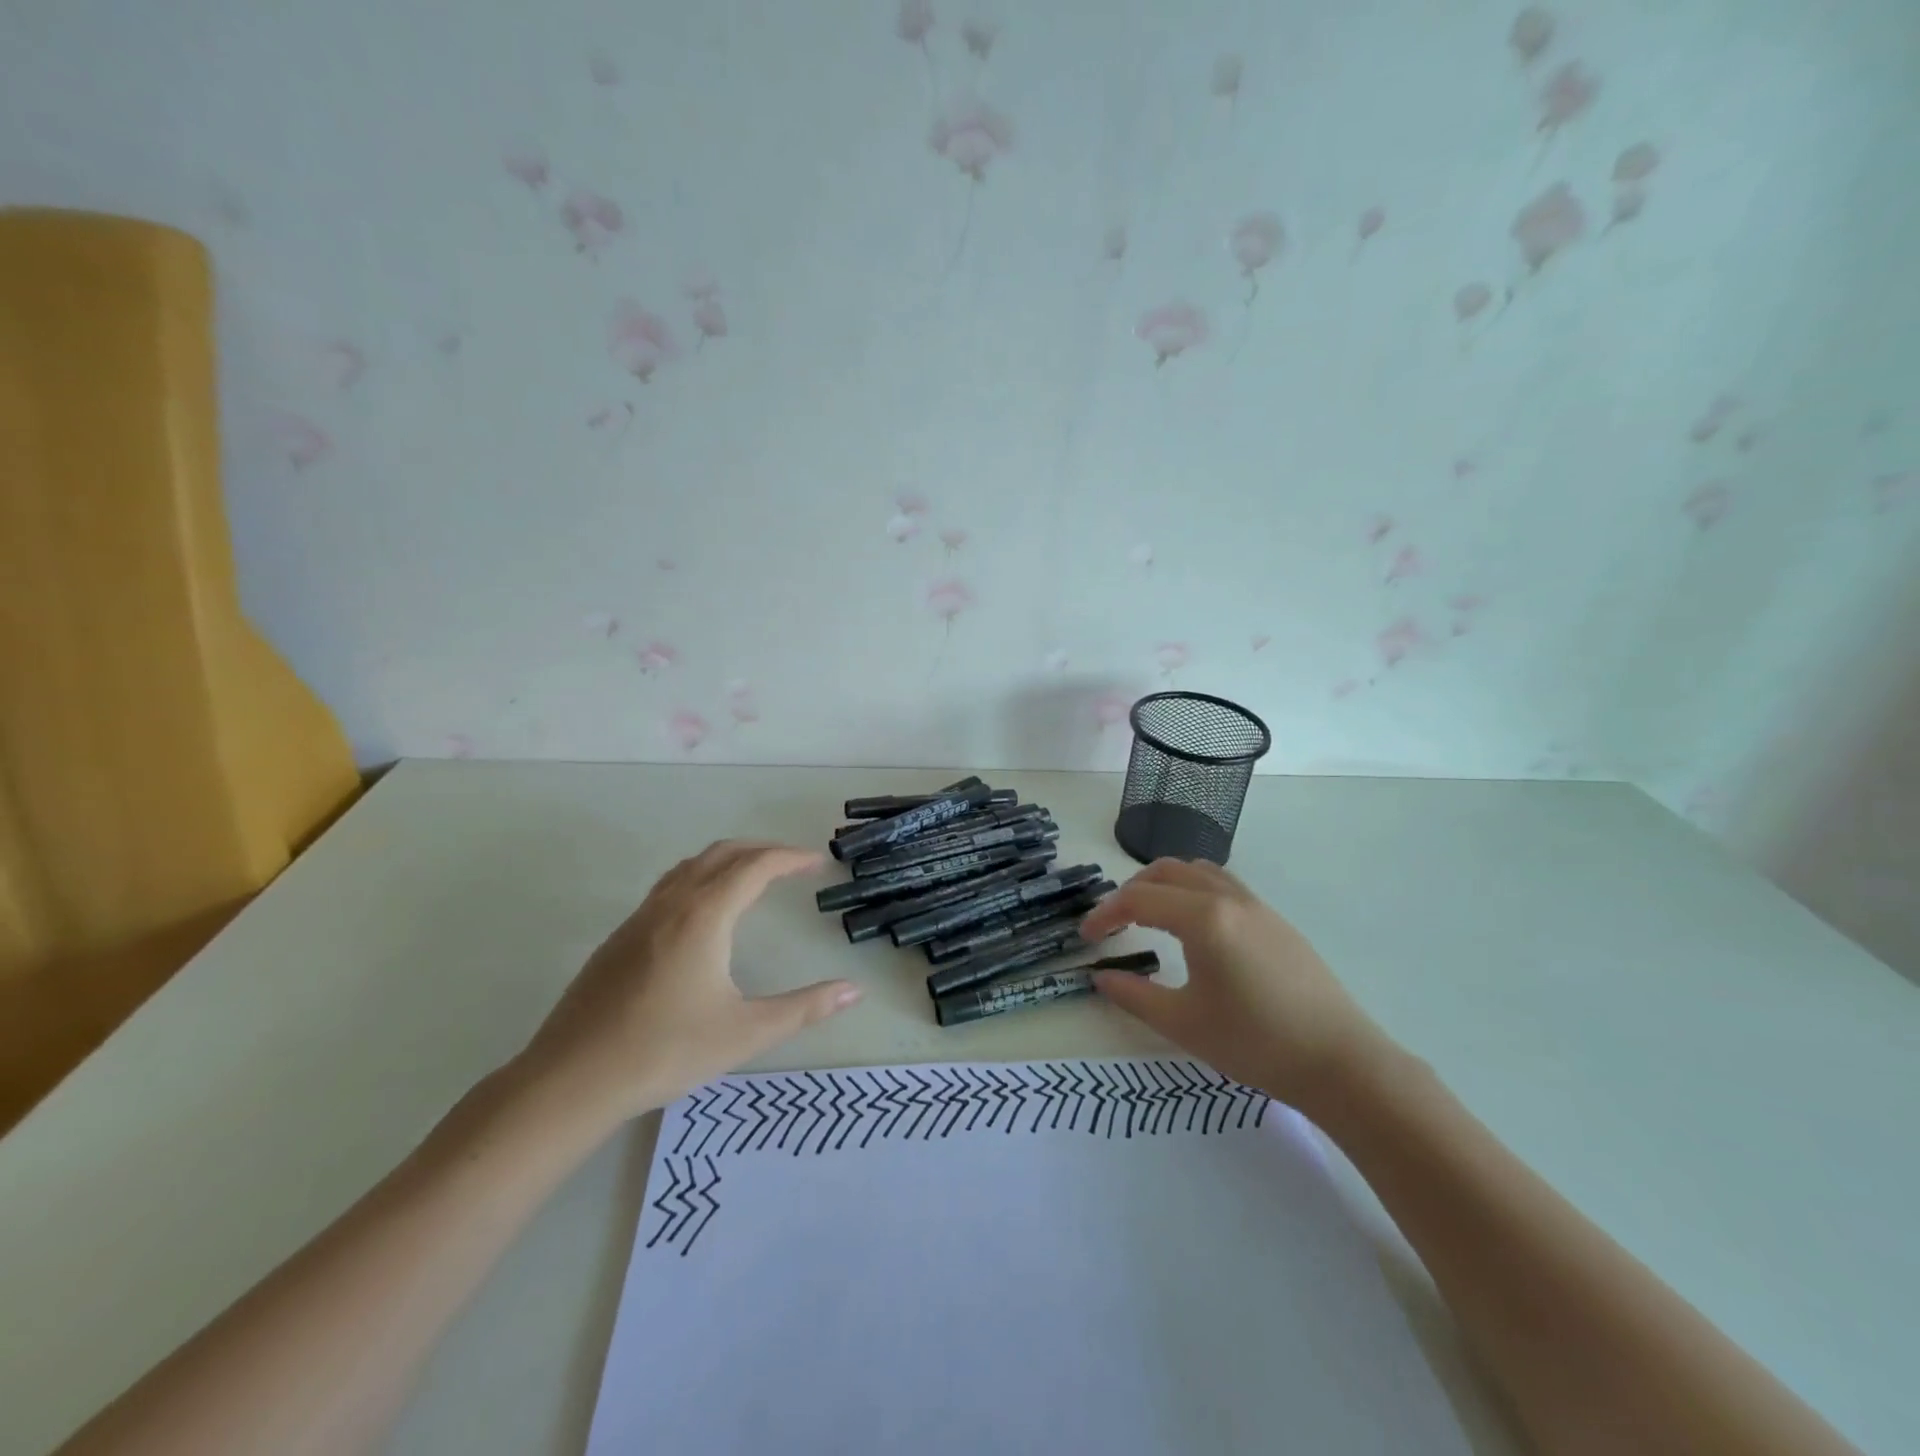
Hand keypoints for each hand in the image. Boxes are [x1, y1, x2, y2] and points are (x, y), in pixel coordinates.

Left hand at [517, 841, 859, 1125]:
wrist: (570, 1080)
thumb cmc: (665, 1052)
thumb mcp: (746, 1033)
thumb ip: (804, 1008)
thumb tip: (854, 991)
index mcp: (704, 916)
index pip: (755, 867)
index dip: (790, 858)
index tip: (817, 863)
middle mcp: (671, 905)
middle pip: (721, 854)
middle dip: (761, 850)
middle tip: (792, 863)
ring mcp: (639, 919)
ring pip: (689, 867)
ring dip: (726, 860)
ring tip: (752, 877)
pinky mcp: (618, 939)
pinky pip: (667, 888)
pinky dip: (699, 879)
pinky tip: (703, 914)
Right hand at [1080, 858, 1389, 1112]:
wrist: (1341, 1062)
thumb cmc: (1256, 1044)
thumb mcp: (1183, 1024)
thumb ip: (1134, 996)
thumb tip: (1100, 976)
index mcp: (1204, 918)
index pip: (1139, 899)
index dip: (1105, 914)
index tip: (1086, 938)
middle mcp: (1228, 898)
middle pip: (1166, 871)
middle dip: (1131, 891)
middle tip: (1114, 924)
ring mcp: (1256, 905)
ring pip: (1197, 871)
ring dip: (1164, 884)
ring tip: (1149, 916)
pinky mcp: (1275, 920)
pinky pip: (1222, 884)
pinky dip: (1193, 890)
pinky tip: (1194, 928)